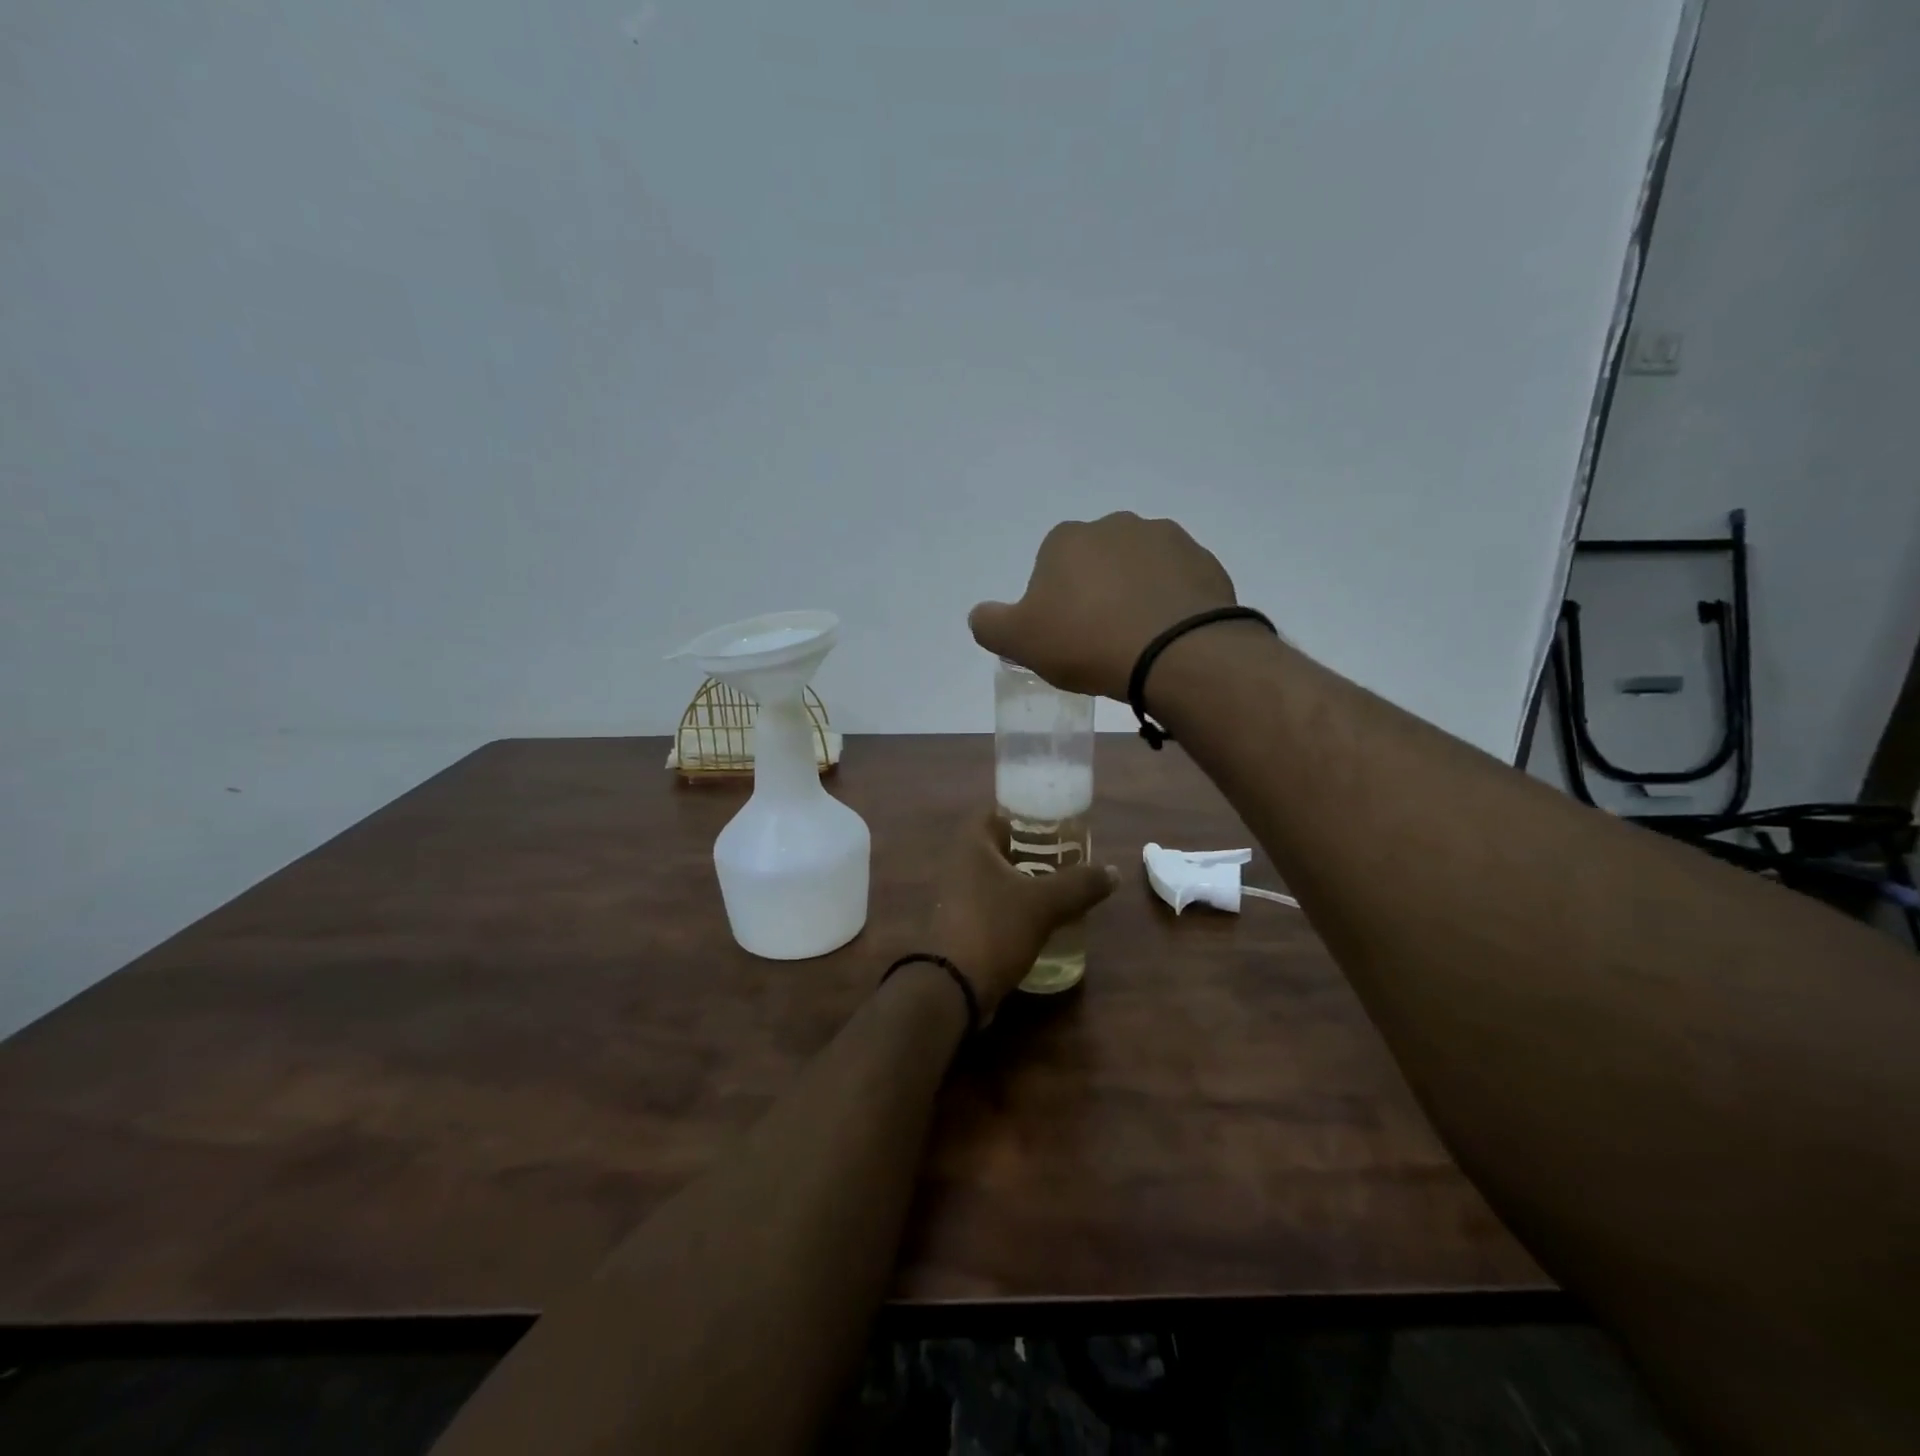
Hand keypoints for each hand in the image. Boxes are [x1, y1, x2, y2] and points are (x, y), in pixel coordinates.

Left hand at [926, 816, 1117, 1019]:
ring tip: (1062, 886)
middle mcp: (959, 864)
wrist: (952, 987)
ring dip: (1026, 881)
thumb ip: (1080, 884)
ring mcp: (956, 896)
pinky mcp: (961, 924)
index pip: (998, 812)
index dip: (1027, 814)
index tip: (1057, 823)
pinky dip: (1016, 906)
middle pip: (1000, 846)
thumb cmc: (994, 928)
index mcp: (972, 844)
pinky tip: (1043, 918)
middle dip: (1032, 850)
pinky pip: (993, 905)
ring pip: (997, 878)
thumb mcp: (1044, 903)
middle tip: (1068, 856)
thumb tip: (1113, 871)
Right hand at [968, 513, 1239, 700]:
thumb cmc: (1087, 642)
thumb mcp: (1019, 640)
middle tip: (1100, 639)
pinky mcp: (1204, 562)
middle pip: (1096, 563)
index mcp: (1067, 538)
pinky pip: (1177, 583)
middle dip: (1096, 593)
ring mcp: (1166, 539)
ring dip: (1135, 594)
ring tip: (1138, 640)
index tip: (1064, 636)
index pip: (1050, 567)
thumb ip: (989, 624)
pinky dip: (1170, 603)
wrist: (1176, 653)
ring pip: (1139, 570)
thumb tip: (980, 614)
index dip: (1054, 603)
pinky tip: (1168, 636)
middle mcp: (1116, 525)